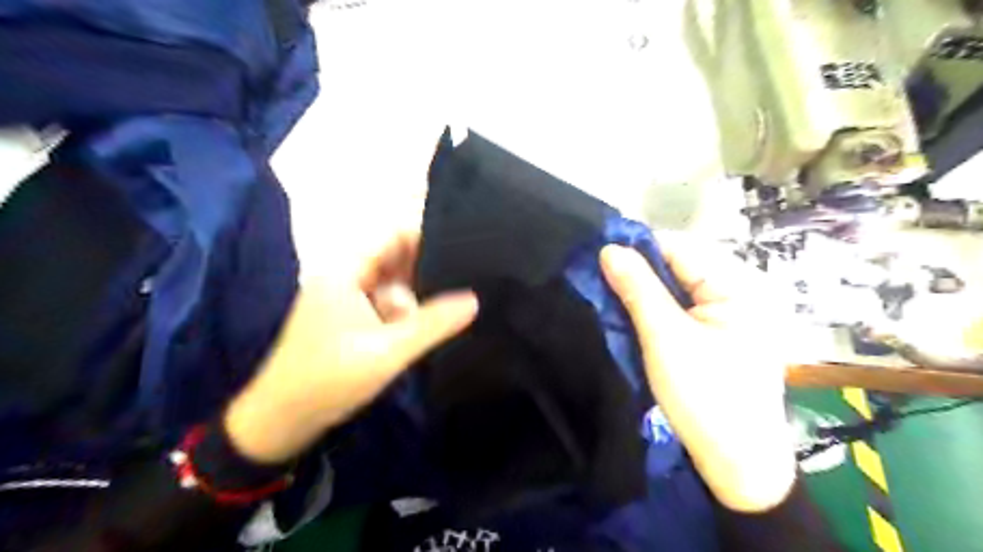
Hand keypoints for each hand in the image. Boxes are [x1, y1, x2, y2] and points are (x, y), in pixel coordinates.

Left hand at [227, 228, 481, 465]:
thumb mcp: (388, 351)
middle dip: (427, 265)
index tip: (461, 239)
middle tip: (468, 269)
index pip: (391, 238)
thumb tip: (473, 299)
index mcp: (345, 273)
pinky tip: (430, 320)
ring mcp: (345, 303)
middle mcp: (344, 281)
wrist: (281, 422)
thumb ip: (433, 324)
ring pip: (390, 287)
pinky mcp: (348, 324)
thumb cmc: (329, 379)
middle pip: (392, 262)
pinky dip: (405, 311)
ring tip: (458, 293)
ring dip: (417, 293)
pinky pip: (384, 307)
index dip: (424, 234)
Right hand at [599, 233, 797, 512]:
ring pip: (675, 291)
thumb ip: (637, 288)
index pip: (680, 249)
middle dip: (638, 273)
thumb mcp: (665, 337)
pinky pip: (680, 312)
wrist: (735, 465)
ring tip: (606, 293)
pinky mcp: (717, 338)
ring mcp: (729, 318)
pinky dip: (654, 312)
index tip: (598, 254)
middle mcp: (739, 294)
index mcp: (739, 286)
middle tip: (596, 277)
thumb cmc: (704, 396)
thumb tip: (608, 248)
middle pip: (678, 269)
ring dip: (643, 294)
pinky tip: (630, 315)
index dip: (638, 249)